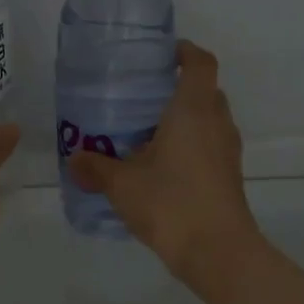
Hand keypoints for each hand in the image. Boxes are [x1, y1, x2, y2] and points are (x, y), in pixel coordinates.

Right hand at [68, 40, 262, 283]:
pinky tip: (161, 167)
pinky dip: (190, 146)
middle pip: (205, 91)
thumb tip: (74, 159)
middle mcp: (216, 123)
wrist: (218, 252)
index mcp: (193, 110)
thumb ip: (96, 168)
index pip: (200, 63)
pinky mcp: (229, 176)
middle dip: (179, 89)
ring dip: (185, 121)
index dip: (185, 51)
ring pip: (209, 121)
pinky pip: (210, 147)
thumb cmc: (170, 203)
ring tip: (148, 134)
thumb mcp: (121, 184)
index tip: (162, 55)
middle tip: (144, 98)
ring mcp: (227, 151)